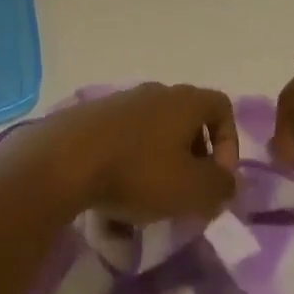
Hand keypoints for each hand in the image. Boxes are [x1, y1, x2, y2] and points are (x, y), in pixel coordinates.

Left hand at [44, 82, 239, 224]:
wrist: (64, 159)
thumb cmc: (138, 172)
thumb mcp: (192, 189)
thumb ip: (221, 187)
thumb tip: (228, 182)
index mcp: (185, 101)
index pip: (222, 107)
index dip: (229, 143)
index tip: (217, 178)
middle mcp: (156, 92)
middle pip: (188, 120)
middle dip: (194, 159)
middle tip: (186, 193)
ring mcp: (122, 102)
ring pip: (155, 133)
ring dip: (160, 165)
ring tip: (150, 201)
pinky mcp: (93, 117)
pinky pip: (125, 140)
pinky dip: (130, 165)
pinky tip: (117, 196)